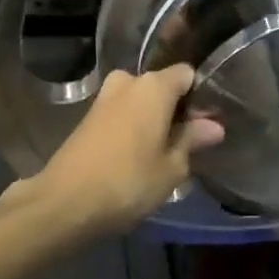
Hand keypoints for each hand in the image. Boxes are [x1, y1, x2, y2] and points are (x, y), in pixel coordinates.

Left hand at [8, 66, 224, 237]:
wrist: (65, 203)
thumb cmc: (129, 182)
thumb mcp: (172, 167)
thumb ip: (192, 140)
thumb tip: (214, 126)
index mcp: (153, 86)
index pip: (187, 74)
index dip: (201, 95)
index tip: (210, 121)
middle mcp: (127, 83)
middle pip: (161, 87)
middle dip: (176, 108)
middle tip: (189, 140)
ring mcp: (103, 100)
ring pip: (139, 101)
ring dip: (154, 120)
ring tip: (166, 151)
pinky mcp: (87, 119)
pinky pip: (121, 115)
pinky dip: (134, 128)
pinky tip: (140, 156)